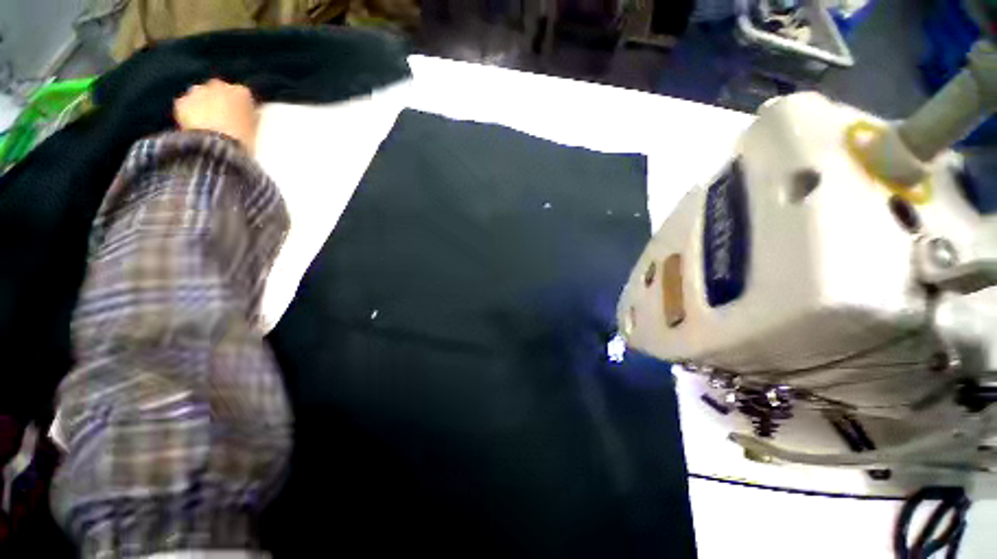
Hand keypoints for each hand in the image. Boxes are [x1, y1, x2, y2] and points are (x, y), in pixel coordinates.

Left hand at [174, 79, 258, 153]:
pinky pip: (186, 106)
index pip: (243, 96)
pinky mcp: (182, 101)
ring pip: (200, 95)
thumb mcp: (254, 128)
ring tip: (206, 123)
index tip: (241, 117)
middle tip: (221, 119)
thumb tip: (249, 115)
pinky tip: (194, 126)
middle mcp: (219, 85)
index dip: (241, 107)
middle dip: (219, 101)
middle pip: (219, 90)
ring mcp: (198, 91)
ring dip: (203, 105)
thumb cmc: (243, 138)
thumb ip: (251, 117)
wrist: (217, 144)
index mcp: (241, 92)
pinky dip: (188, 113)